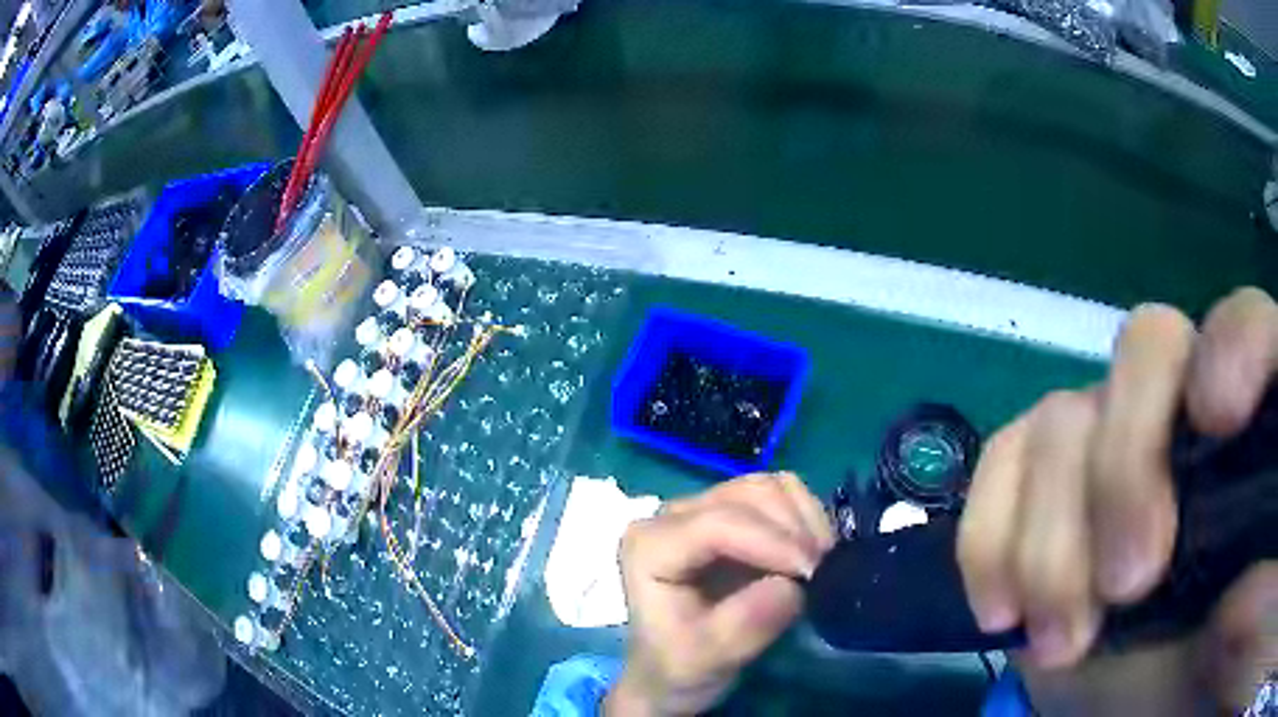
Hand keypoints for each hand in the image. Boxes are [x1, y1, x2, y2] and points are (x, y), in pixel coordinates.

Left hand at [606, 472, 834, 715]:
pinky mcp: (731, 513)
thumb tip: (793, 584)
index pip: (717, 524)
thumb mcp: (708, 659)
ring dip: (804, 520)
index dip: (771, 542)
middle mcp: (671, 516)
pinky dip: (806, 516)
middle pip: (747, 495)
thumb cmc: (680, 667)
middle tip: (822, 573)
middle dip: (792, 530)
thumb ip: (747, 623)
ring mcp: (702, 509)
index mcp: (650, 546)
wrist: (672, 674)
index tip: (811, 573)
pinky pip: (780, 494)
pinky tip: (813, 551)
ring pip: (768, 488)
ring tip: (820, 563)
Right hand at [958, 288, 1277, 711]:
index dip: (1236, 345)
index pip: (1251, 328)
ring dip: (1051, 543)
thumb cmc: (1196, 671)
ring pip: (1061, 418)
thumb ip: (1242, 618)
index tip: (1218, 419)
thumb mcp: (1225, 650)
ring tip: (1062, 641)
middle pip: (1148, 347)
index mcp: (1249, 431)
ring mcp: (1107, 439)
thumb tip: (1235, 600)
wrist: (1131, 703)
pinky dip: (990, 536)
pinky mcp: (1041, 482)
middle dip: (1128, 461)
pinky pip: (999, 463)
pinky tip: (1002, 611)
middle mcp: (1181, 409)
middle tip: (1127, 583)